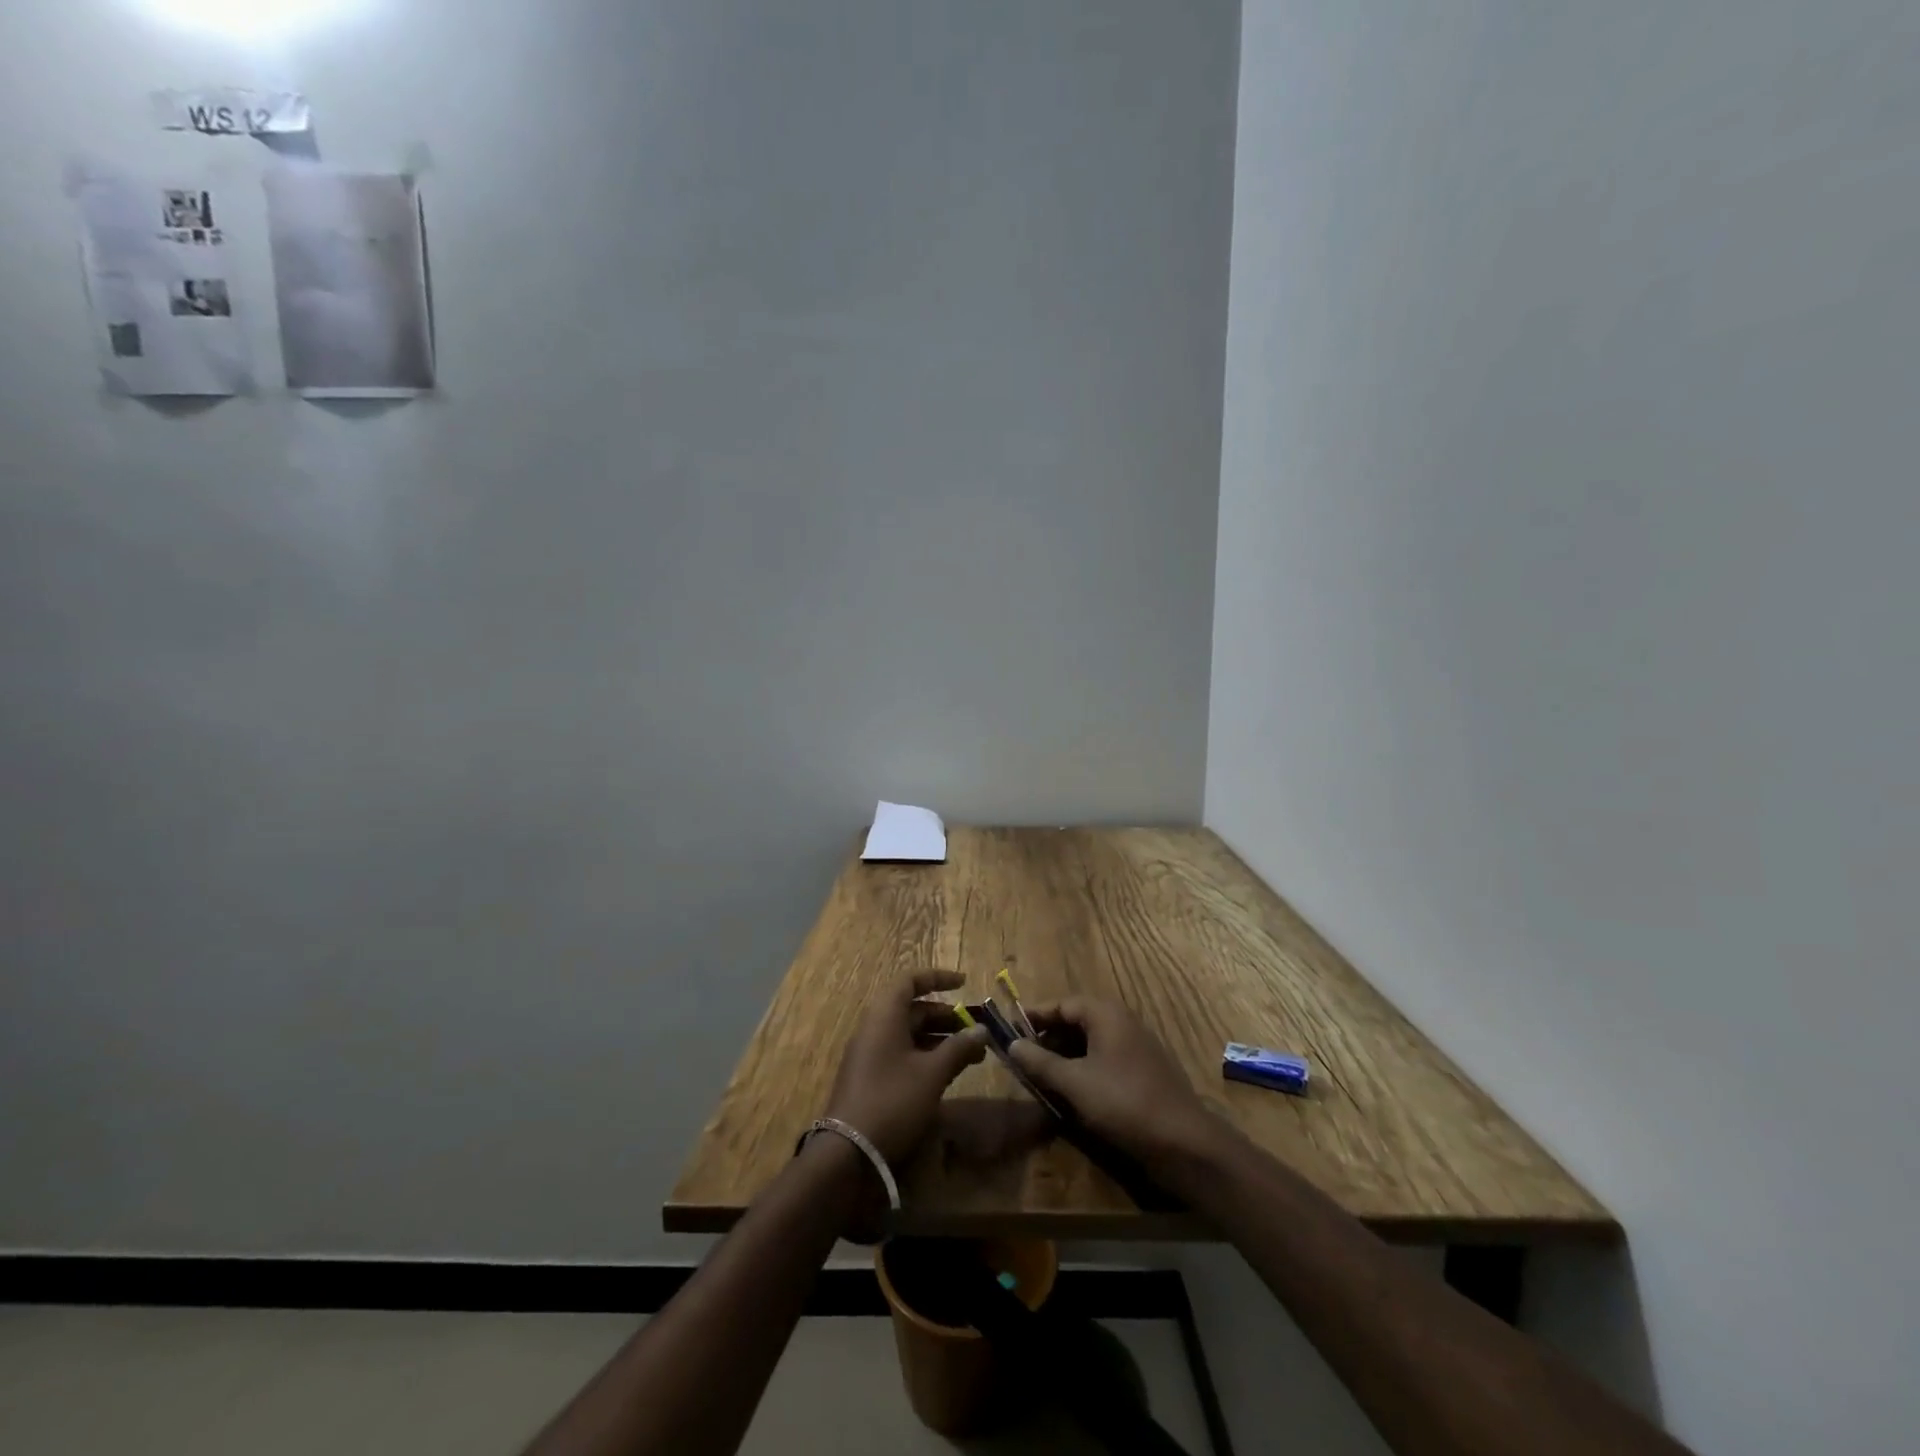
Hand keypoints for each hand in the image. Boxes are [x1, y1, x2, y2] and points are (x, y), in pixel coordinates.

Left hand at [823, 971, 989, 1165]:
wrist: (849, 1153)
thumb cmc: (893, 1100)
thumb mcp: (932, 1073)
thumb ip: (959, 1048)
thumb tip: (982, 1031)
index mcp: (885, 1016)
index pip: (910, 981)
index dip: (938, 978)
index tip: (964, 983)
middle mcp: (875, 1028)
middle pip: (913, 1009)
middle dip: (946, 1017)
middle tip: (975, 1031)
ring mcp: (870, 1054)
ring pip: (910, 1034)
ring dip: (941, 1040)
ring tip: (972, 1055)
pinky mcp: (871, 1078)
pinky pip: (903, 1054)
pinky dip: (927, 1057)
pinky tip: (948, 1074)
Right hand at [1008, 998, 1219, 1168]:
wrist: (1184, 1143)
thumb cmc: (1124, 1103)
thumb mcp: (1074, 1083)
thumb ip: (1041, 1062)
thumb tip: (1012, 1044)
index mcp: (1106, 1014)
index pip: (1062, 1004)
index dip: (1035, 1017)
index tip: (1010, 1031)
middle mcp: (1123, 1022)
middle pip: (1077, 1020)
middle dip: (1049, 1037)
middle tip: (1024, 1058)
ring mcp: (1137, 1047)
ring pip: (1092, 1042)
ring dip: (1066, 1055)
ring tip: (1043, 1077)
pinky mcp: (1145, 1071)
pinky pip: (1106, 1059)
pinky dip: (1085, 1068)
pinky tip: (1073, 1092)